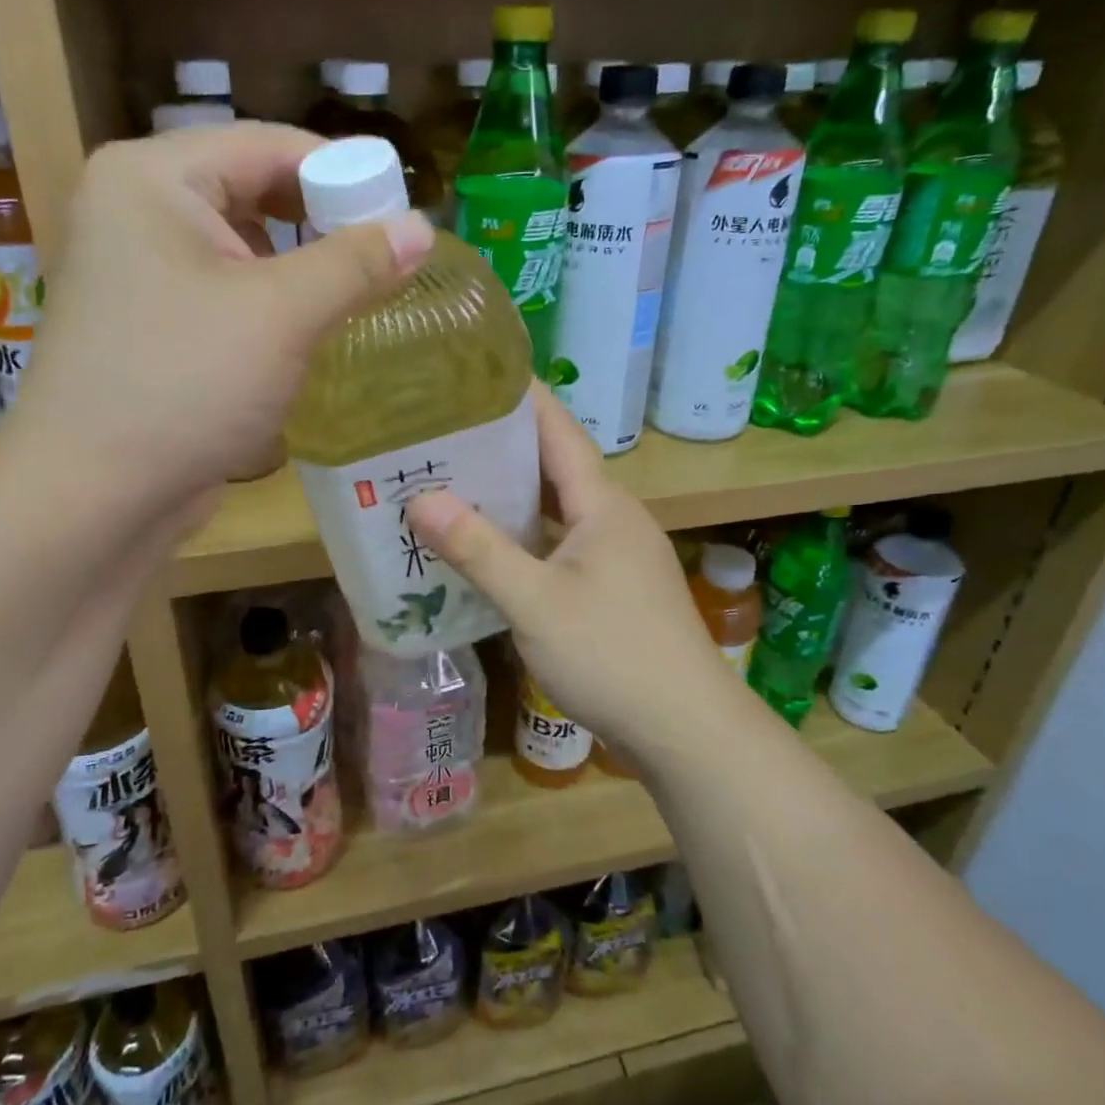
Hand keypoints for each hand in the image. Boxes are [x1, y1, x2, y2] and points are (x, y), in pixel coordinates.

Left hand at [7, 123, 434, 507]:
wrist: (93, 495)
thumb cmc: (184, 385)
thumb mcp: (282, 314)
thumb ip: (356, 263)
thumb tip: (422, 228)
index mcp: (152, 178)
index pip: (266, 145)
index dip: (343, 172)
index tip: (403, 212)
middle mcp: (136, 212)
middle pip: (252, 192)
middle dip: (322, 224)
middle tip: (387, 259)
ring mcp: (138, 274)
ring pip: (241, 249)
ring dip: (300, 270)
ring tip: (358, 295)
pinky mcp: (150, 328)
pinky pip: (225, 295)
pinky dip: (270, 306)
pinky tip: (307, 334)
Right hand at [405, 388, 746, 759]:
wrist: (685, 731)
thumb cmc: (612, 655)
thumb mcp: (536, 602)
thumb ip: (479, 550)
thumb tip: (420, 499)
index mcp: (602, 505)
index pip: (558, 430)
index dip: (519, 397)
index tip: (472, 373)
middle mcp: (612, 519)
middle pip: (554, 467)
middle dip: (501, 447)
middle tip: (440, 434)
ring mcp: (615, 557)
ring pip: (555, 511)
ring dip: (510, 498)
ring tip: (450, 484)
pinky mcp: (611, 591)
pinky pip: (558, 547)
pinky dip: (523, 541)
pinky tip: (486, 551)